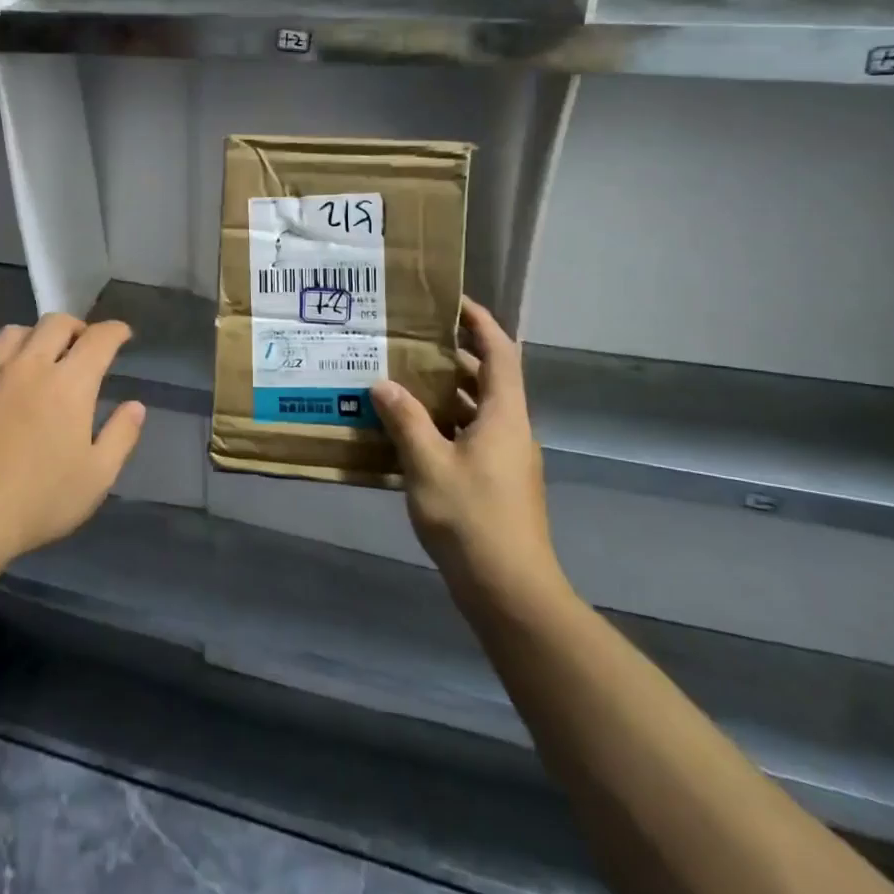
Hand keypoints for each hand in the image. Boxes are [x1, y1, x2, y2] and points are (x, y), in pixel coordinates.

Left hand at [0, 314, 145, 564]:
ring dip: (34, 336)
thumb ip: (120, 436)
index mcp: (70, 384)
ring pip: (13, 331)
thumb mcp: (96, 478)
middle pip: (55, 323)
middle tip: (82, 344)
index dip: (115, 331)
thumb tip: (135, 406)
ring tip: (39, 355)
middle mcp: (29, 366)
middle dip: (76, 326)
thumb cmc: (37, 501)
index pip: (99, 339)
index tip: (123, 334)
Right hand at [371, 298, 569, 614]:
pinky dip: (442, 425)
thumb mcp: (428, 465)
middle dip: (452, 357)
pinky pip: (468, 437)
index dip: (481, 322)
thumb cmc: (472, 518)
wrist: (509, 591)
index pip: (501, 352)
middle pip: (487, 379)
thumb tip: (383, 384)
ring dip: (443, 394)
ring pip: (475, 410)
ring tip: (399, 381)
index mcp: (504, 416)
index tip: (452, 302)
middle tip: (409, 342)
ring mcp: (505, 459)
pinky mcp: (495, 483)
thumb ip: (405, 420)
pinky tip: (406, 433)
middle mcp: (510, 430)